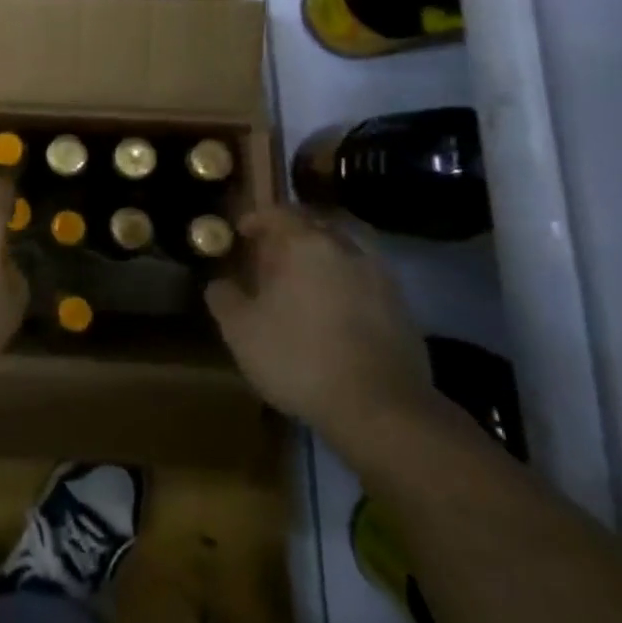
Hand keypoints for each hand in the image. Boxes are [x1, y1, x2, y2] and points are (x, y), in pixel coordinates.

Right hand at [206, 208, 435, 452]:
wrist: (380, 409)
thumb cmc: (299, 358)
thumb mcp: (241, 332)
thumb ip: (224, 299)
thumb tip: (219, 283)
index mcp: (306, 245)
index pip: (279, 213)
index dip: (257, 219)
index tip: (241, 232)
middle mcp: (346, 249)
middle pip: (318, 224)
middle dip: (294, 232)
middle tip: (274, 252)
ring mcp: (380, 277)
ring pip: (347, 249)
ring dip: (325, 256)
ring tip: (306, 279)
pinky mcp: (402, 308)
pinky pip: (366, 279)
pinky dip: (347, 282)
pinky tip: (335, 308)